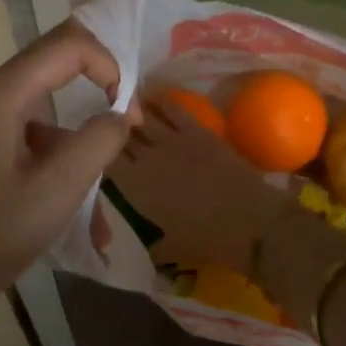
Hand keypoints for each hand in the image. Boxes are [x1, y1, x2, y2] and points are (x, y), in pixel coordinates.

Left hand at [0, 20, 133, 345]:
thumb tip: (119, 116)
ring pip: (43, 108)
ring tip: (98, 203)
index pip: (67, 47)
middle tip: (125, 126)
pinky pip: (26, 136)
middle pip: (52, 65)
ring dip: (76, 144)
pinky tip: (74, 213)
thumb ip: (99, 141)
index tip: (129, 113)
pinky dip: (54, 161)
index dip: (108, 66)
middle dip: (97, 89)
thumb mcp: (58, 189)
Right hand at [107, 103, 291, 272]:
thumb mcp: (172, 249)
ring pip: (143, 117)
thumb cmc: (208, 240)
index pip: (105, 161)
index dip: (98, 152)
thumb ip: (153, 246)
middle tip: (107, 124)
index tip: (96, 148)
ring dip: (131, 110)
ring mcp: (172, 140)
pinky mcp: (197, 130)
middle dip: (113, 129)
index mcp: (135, 187)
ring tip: (123, 104)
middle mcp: (147, 159)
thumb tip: (146, 249)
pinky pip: (173, 108)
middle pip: (121, 135)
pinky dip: (161, 101)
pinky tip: (152, 96)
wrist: (249, 221)